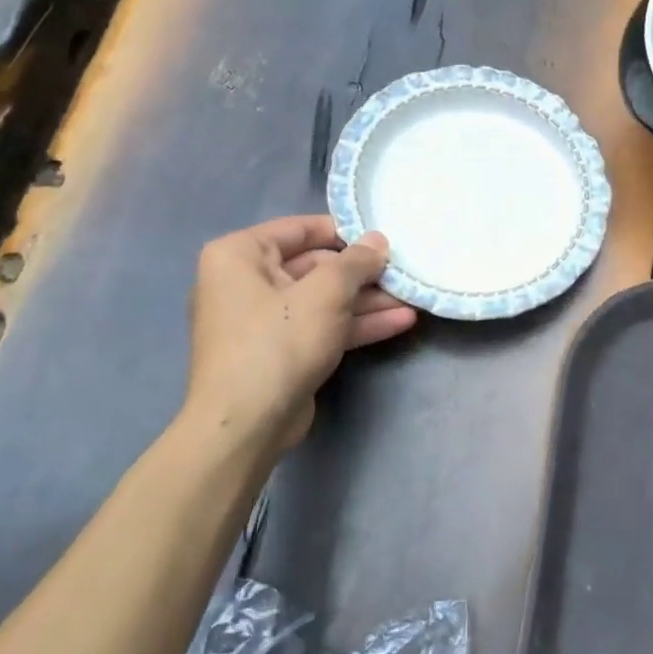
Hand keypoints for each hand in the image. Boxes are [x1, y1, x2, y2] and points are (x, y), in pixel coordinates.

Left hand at [182, 215, 416, 455]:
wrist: (247, 424)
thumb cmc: (278, 342)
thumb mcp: (325, 293)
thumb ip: (356, 262)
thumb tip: (378, 240)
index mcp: (240, 255)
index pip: (299, 229)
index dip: (344, 231)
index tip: (382, 236)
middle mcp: (246, 282)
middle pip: (315, 267)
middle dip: (363, 274)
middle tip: (403, 271)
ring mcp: (265, 320)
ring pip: (324, 301)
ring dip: (368, 301)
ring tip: (412, 297)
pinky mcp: (283, 351)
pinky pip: (322, 327)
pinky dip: (357, 324)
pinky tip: (400, 321)